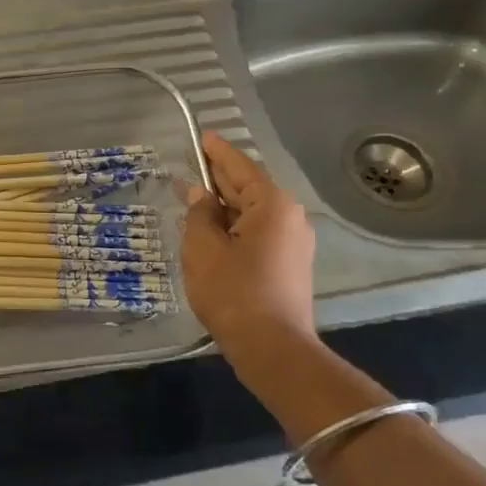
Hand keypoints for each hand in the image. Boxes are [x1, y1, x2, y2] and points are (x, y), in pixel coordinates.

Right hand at [181, 133, 316, 346]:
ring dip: (224, 207)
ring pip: (253, 213)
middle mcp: (289, 217)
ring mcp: (294, 242)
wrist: (273, 349)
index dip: (217, 152)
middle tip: (191, 167)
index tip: (203, 136)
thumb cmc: (233, 292)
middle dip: (219, 180)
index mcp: (272, 204)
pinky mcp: (290, 265)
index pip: (240, 166)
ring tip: (194, 200)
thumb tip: (200, 195)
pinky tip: (212, 232)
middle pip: (248, 188)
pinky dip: (235, 228)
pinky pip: (259, 233)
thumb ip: (199, 214)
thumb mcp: (203, 248)